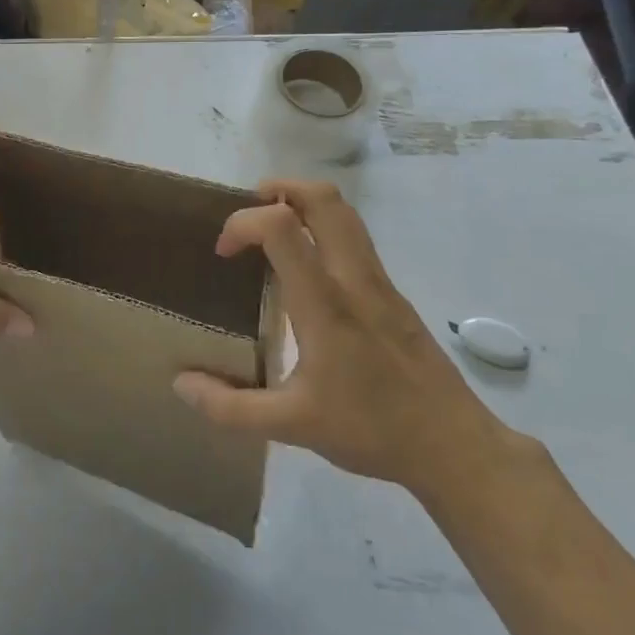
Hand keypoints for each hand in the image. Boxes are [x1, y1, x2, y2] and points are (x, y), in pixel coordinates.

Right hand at [173, 180, 516, 501]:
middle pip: (324, 199)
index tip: (224, 254)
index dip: (243, 223)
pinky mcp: (393, 294)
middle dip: (280, 189)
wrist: (453, 445)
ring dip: (304, 205)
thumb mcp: (290, 427)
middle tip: (249, 211)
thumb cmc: (371, 430)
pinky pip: (355, 239)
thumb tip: (180, 384)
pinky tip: (306, 273)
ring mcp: (380, 282)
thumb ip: (229, 407)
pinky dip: (324, 230)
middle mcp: (354, 279)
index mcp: (324, 304)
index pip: (282, 227)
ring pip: (345, 214)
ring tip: (272, 231)